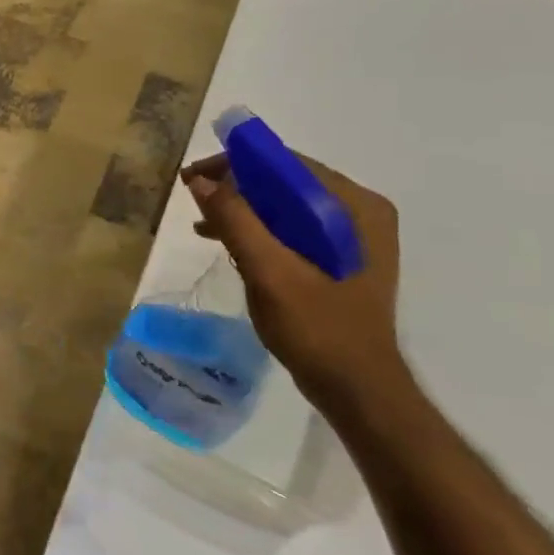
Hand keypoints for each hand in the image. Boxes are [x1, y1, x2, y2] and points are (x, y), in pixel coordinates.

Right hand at [181, 152, 416, 417]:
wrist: (356, 390)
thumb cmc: (317, 328)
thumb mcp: (269, 271)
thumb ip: (235, 221)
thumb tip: (199, 180)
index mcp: (355, 207)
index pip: (288, 165)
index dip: (236, 164)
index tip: (193, 176)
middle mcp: (360, 212)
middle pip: (287, 183)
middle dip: (236, 187)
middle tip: (192, 196)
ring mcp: (353, 237)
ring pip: (286, 206)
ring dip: (244, 210)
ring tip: (203, 224)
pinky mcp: (340, 259)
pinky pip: (292, 228)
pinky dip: (259, 230)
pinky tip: (229, 244)